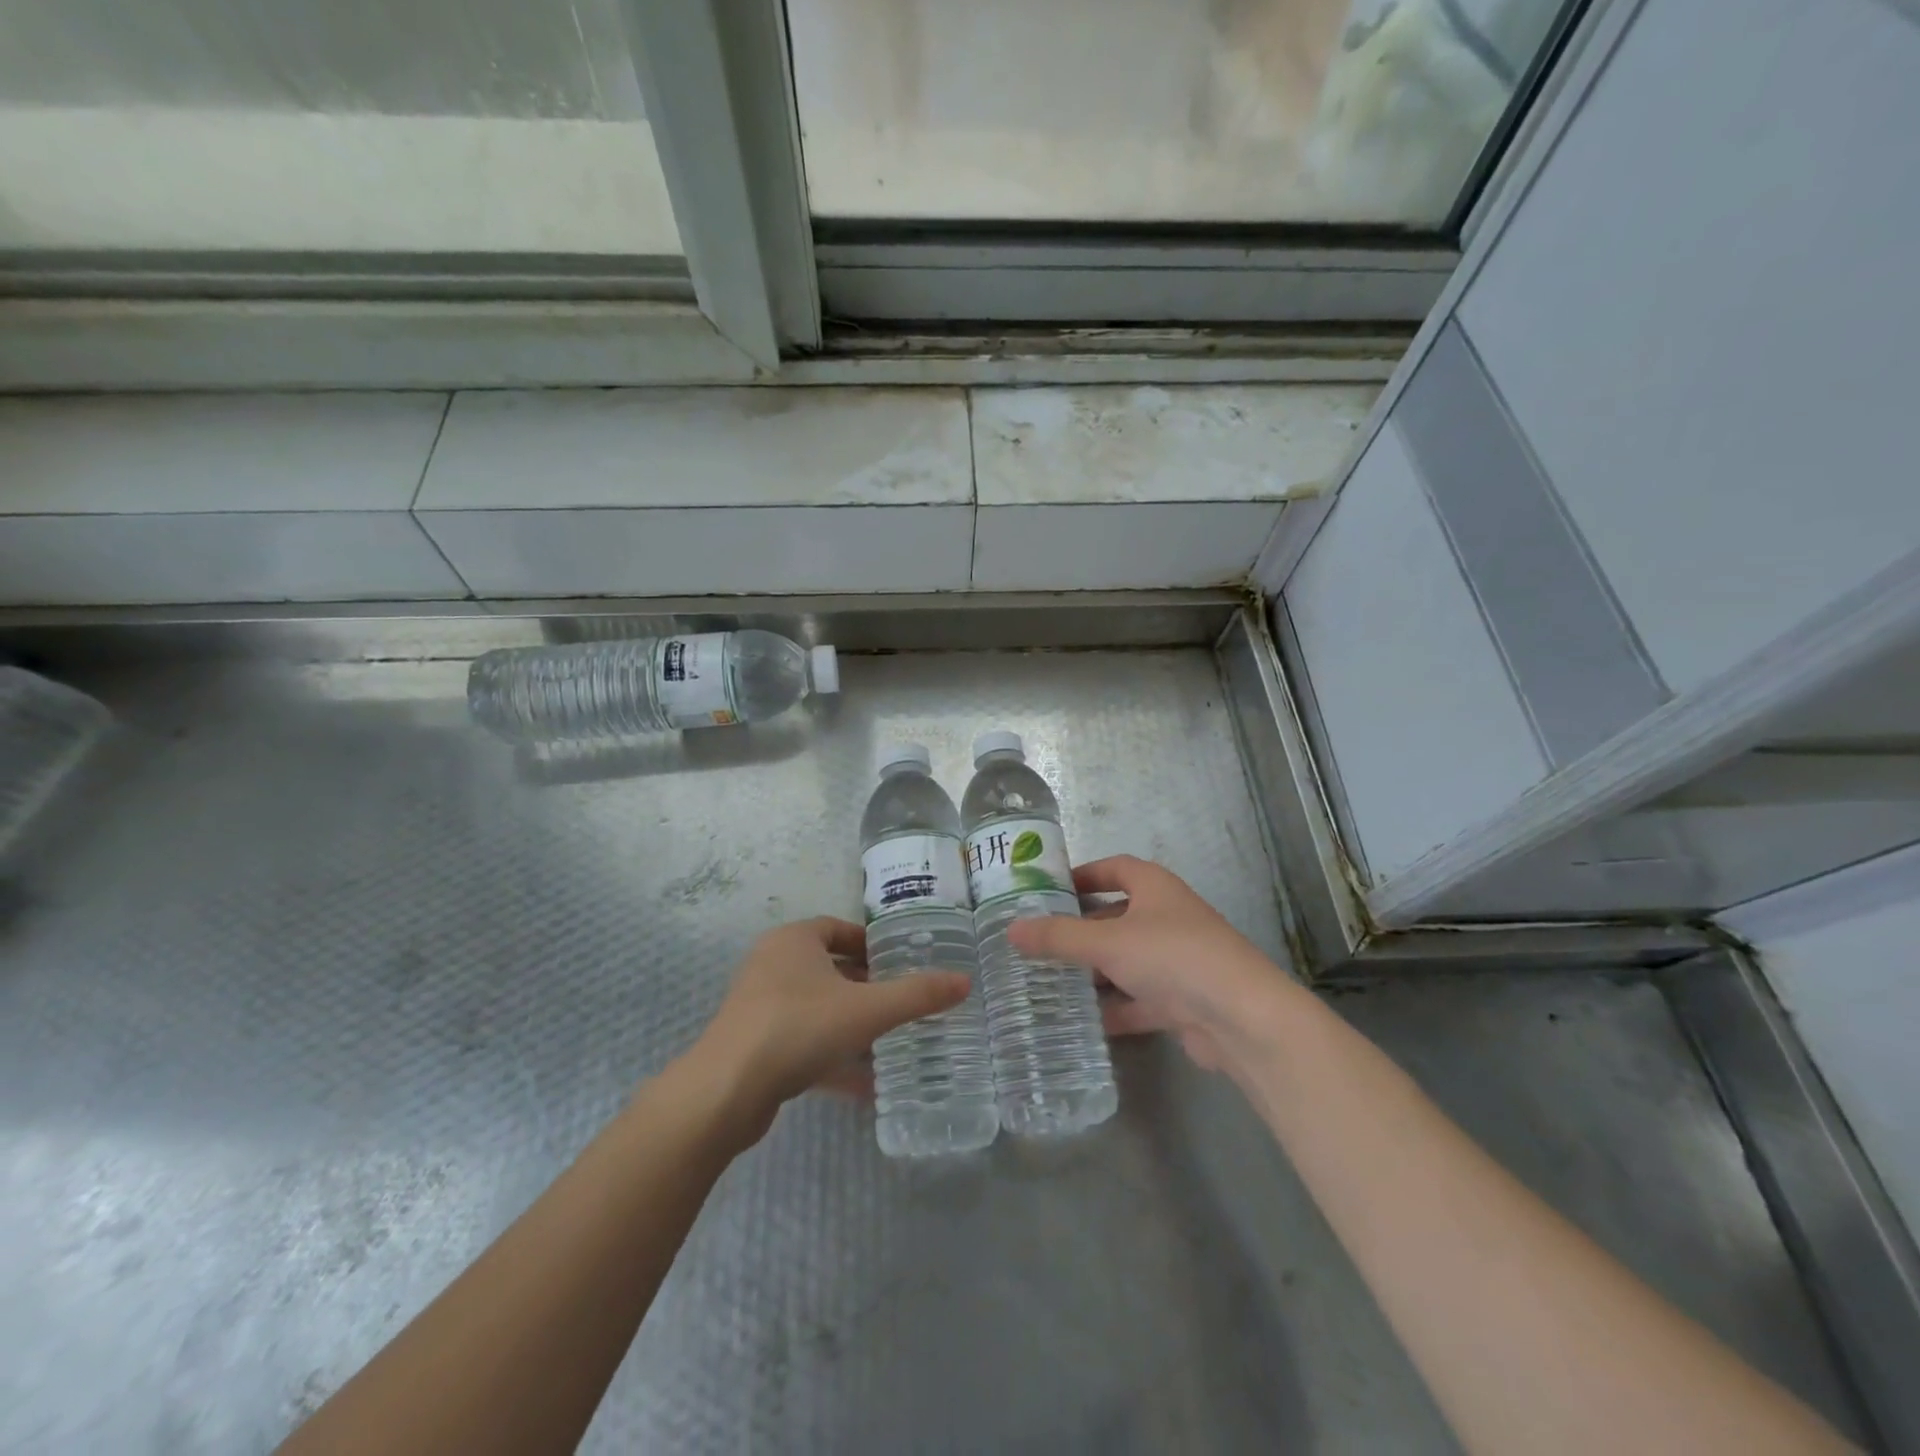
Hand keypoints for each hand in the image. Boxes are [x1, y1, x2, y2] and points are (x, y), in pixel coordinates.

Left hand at [689, 917, 969, 1141]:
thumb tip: (965, 981)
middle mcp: (772, 965)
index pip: (838, 928)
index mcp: (794, 941)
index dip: (871, 943)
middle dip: (865, 985)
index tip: (900, 962)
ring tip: (889, 1040)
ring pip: (816, 1007)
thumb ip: (917, 995)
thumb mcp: (867, 1010)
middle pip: (828, 968)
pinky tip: (864, 1085)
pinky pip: (802, 1042)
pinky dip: (831, 1057)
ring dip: (850, 1023)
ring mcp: (759, 1007)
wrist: (725, 1092)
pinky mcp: (754, 1046)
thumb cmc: (798, 1028)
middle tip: (901, 1001)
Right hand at [1006, 856, 1290, 1072]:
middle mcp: (1168, 918)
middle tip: (1040, 941)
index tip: (1050, 889)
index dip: (1084, 874)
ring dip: (1095, 972)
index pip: (1115, 869)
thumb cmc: (1172, 957)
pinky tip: (1083, 1020)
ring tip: (1050, 981)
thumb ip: (1058, 937)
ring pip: (1126, 961)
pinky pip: (1139, 999)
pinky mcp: (1183, 1001)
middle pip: (1117, 917)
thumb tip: (1011, 929)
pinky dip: (1115, 1008)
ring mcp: (1178, 961)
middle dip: (1081, 930)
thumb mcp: (1107, 942)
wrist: (1241, 1018)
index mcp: (1155, 888)